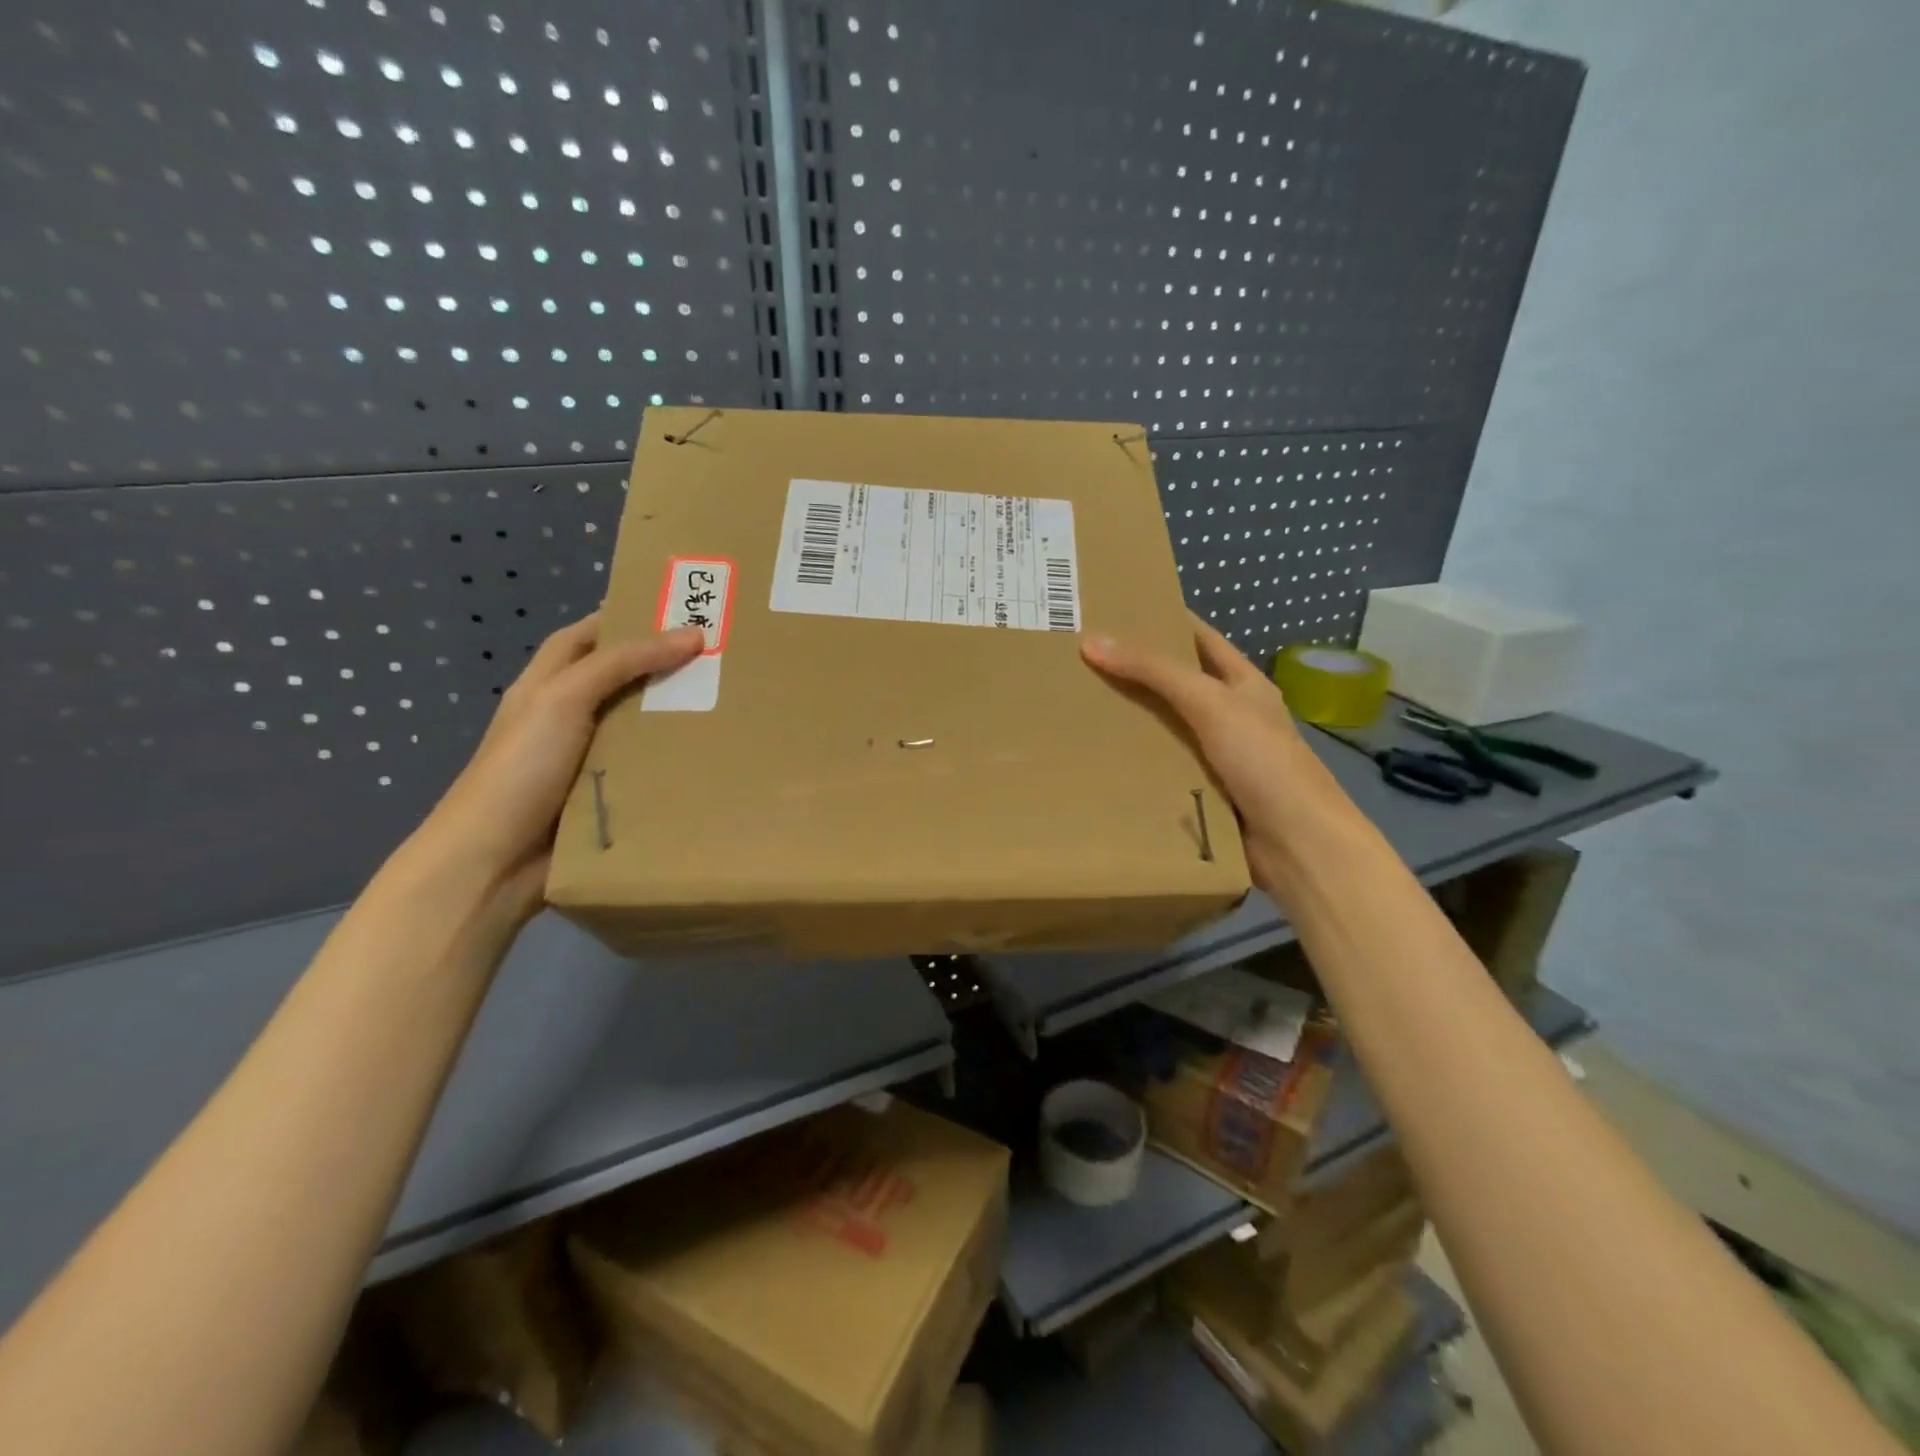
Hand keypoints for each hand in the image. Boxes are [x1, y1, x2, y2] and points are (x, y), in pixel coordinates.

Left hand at [416, 615, 703, 907]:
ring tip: (729, 698)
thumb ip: (623, 662)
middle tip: (722, 655)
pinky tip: (712, 752)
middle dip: (663, 666)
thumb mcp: (564, 699)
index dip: (624, 618)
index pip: (586, 637)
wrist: (493, 861)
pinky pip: (646, 767)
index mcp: (546, 686)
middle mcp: (567, 717)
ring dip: (675, 714)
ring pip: (638, 724)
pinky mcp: (606, 795)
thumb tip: (693, 634)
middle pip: (620, 679)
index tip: (679, 608)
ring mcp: (587, 759)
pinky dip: (674, 758)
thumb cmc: (521, 767)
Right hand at [1081, 615, 1355, 887]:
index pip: (1199, 639)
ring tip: (1078, 706)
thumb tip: (1092, 641)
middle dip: (1135, 673)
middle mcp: (1232, 716)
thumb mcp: (1209, 702)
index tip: (1116, 610)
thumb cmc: (1262, 760)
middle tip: (1082, 661)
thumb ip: (1154, 671)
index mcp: (1243, 684)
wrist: (1296, 843)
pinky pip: (1164, 770)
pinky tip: (1100, 759)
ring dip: (1131, 722)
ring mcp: (1219, 757)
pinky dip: (1137, 764)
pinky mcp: (1205, 793)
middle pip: (1177, 685)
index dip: (1164, 620)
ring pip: (1167, 730)